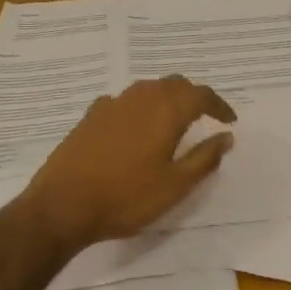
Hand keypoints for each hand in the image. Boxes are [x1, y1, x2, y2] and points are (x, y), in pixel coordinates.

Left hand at [19, 75, 236, 253]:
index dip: (219, 105)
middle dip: (194, 97)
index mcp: (166, 111)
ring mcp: (113, 103)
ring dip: (166, 98)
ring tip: (173, 120)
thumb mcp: (175, 186)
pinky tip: (135, 127)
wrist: (62, 205)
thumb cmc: (125, 198)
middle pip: (175, 84)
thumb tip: (226, 137)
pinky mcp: (91, 115)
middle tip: (204, 117)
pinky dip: (139, 107)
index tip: (229, 120)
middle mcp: (141, 97)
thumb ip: (204, 158)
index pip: (201, 95)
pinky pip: (125, 101)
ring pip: (149, 89)